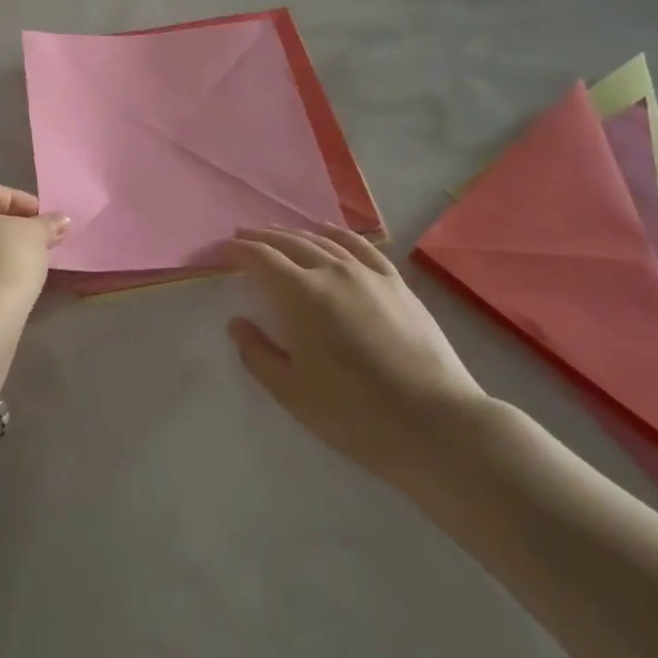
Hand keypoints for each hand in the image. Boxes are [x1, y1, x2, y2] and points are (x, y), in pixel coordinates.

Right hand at [226, 227, 487, 486]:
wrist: (436, 424)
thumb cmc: (355, 414)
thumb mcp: (293, 393)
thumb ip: (258, 354)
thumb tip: (237, 324)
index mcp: (302, 295)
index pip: (261, 258)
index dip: (238, 250)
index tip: (222, 250)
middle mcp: (333, 271)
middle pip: (290, 242)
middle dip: (262, 237)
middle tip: (243, 237)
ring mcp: (369, 273)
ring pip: (323, 240)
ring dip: (295, 234)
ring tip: (278, 235)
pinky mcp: (397, 283)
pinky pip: (360, 246)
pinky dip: (336, 235)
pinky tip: (328, 236)